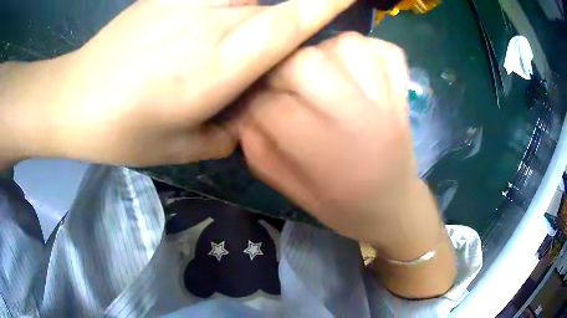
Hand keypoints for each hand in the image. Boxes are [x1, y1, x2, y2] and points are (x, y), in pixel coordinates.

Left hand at [1, 0, 354, 166]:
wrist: (73, 99)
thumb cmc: (120, 131)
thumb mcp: (178, 148)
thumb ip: (224, 134)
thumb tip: (244, 118)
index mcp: (215, 67)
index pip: (287, 22)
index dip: (325, 2)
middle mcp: (208, 24)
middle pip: (271, 12)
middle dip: (280, 31)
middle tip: (253, 63)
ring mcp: (185, 3)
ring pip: (244, 4)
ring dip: (246, 23)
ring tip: (205, 55)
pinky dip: (222, 11)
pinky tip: (192, 34)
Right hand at [238, 32, 427, 244]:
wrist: (395, 207)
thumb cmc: (345, 208)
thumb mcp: (294, 194)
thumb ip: (261, 153)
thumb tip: (243, 113)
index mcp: (329, 155)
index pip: (273, 107)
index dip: (252, 105)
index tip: (251, 111)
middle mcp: (361, 118)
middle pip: (306, 61)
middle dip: (280, 70)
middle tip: (281, 88)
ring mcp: (388, 100)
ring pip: (347, 43)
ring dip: (323, 52)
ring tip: (320, 75)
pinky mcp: (403, 91)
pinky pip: (386, 50)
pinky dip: (367, 50)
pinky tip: (356, 68)